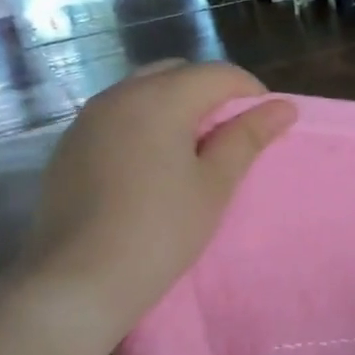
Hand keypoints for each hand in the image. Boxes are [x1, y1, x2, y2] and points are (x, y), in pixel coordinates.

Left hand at [27, 60, 296, 324]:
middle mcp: (119, 95)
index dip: (249, 92)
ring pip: (143, 92)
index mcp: (159, 98)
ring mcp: (87, 119)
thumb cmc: (160, 231)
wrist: (78, 281)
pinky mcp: (69, 145)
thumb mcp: (214, 184)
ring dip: (175, 107)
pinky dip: (143, 124)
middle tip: (230, 137)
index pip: (216, 73)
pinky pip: (117, 116)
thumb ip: (247, 137)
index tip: (264, 126)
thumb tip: (284, 107)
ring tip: (192, 152)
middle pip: (177, 73)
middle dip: (210, 94)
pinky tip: (150, 167)